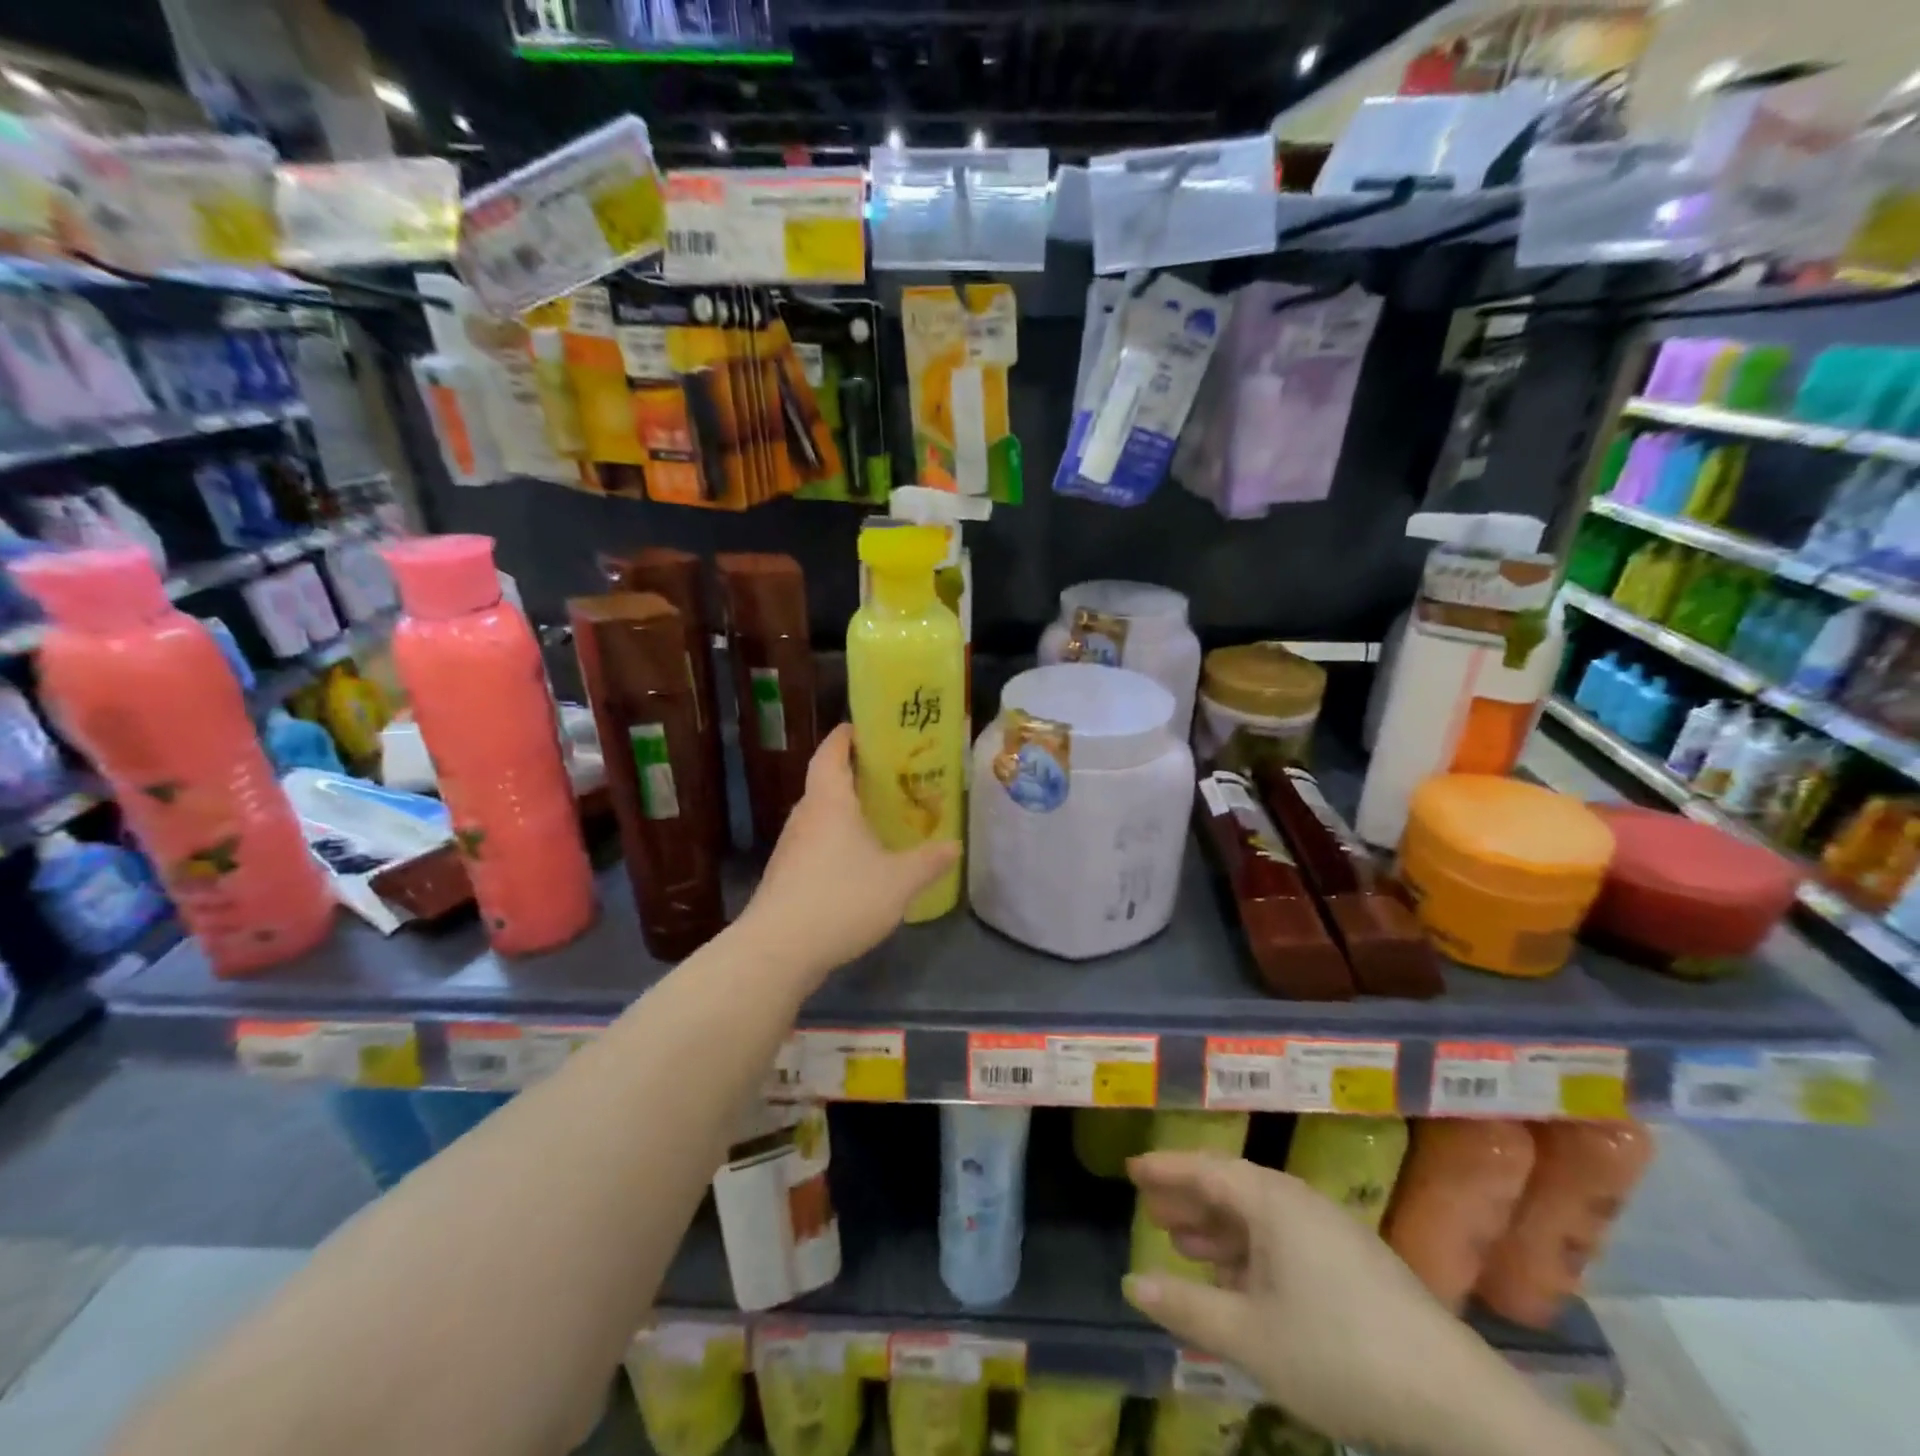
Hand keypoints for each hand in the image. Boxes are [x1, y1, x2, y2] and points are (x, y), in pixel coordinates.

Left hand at [743, 724, 958, 980]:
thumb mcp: (899, 881)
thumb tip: (955, 845)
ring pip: (821, 817)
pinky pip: (815, 845)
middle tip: (889, 778)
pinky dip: (836, 842)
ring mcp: (791, 847)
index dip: (845, 736)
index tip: (863, 727)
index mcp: (829, 802)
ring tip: (878, 819)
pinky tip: (857, 864)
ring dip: (845, 813)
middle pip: (826, 783)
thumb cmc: (841, 899)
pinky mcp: (785, 876)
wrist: (779, 950)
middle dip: (854, 776)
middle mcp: (805, 816)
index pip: (831, 753)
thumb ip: (929, 861)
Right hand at [1123, 1153, 1581, 1455]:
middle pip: (1231, 1188)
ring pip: (1258, 1218)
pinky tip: (1239, 1283)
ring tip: (1184, 1244)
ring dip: (1218, 1229)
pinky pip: (1283, 1241)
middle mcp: (1299, 1202)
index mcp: (1272, 1202)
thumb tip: (1131, 1282)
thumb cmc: (1338, 1355)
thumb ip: (1186, 1305)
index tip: (1131, 1168)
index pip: (1205, 1169)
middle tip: (1150, 1209)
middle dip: (1188, 1199)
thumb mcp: (1250, 1336)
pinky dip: (1250, 1253)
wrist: (1454, 1401)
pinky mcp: (1353, 1264)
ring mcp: (1330, 1232)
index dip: (1165, 1168)